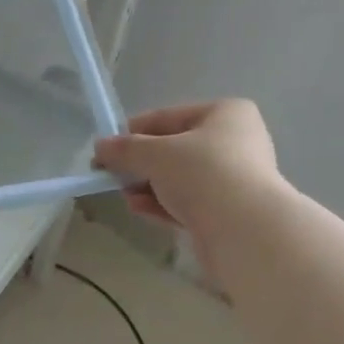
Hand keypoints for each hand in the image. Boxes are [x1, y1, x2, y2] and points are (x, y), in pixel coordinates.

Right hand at [93, 99, 285, 238]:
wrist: (242, 229)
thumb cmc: (203, 174)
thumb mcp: (157, 154)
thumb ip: (126, 149)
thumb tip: (100, 147)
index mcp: (225, 114)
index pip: (168, 117)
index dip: (132, 132)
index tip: (104, 150)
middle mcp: (234, 142)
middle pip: (174, 149)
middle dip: (140, 164)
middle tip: (111, 176)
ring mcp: (232, 180)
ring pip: (179, 179)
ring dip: (148, 186)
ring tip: (124, 195)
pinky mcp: (225, 212)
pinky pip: (186, 203)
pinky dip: (161, 205)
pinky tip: (138, 209)